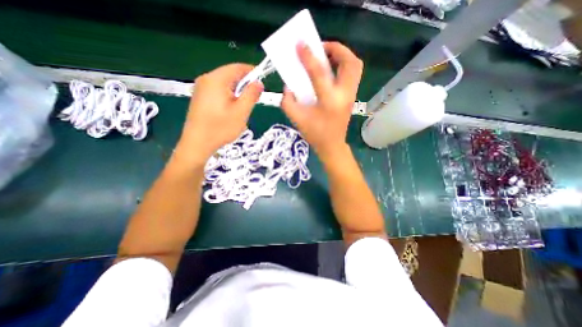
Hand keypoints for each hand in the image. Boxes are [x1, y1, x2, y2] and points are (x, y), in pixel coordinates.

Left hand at [173, 64, 261, 165]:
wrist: (197, 143)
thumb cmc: (220, 128)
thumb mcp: (241, 112)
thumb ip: (251, 95)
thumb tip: (259, 83)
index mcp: (217, 79)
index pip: (238, 67)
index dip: (252, 72)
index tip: (262, 82)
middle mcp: (207, 79)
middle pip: (231, 75)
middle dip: (244, 85)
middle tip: (252, 100)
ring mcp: (201, 88)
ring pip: (225, 84)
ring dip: (237, 92)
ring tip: (241, 108)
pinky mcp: (200, 97)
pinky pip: (218, 91)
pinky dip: (228, 96)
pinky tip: (230, 110)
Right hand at [280, 41, 361, 160]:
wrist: (331, 145)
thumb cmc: (314, 134)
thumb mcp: (296, 119)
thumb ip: (287, 101)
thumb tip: (288, 85)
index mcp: (329, 101)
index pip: (320, 73)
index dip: (309, 57)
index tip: (301, 44)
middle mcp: (344, 95)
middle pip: (350, 62)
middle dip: (336, 48)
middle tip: (320, 48)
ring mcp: (351, 95)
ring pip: (355, 66)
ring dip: (342, 55)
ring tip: (326, 56)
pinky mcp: (352, 96)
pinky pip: (352, 73)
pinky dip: (343, 65)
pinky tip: (330, 70)